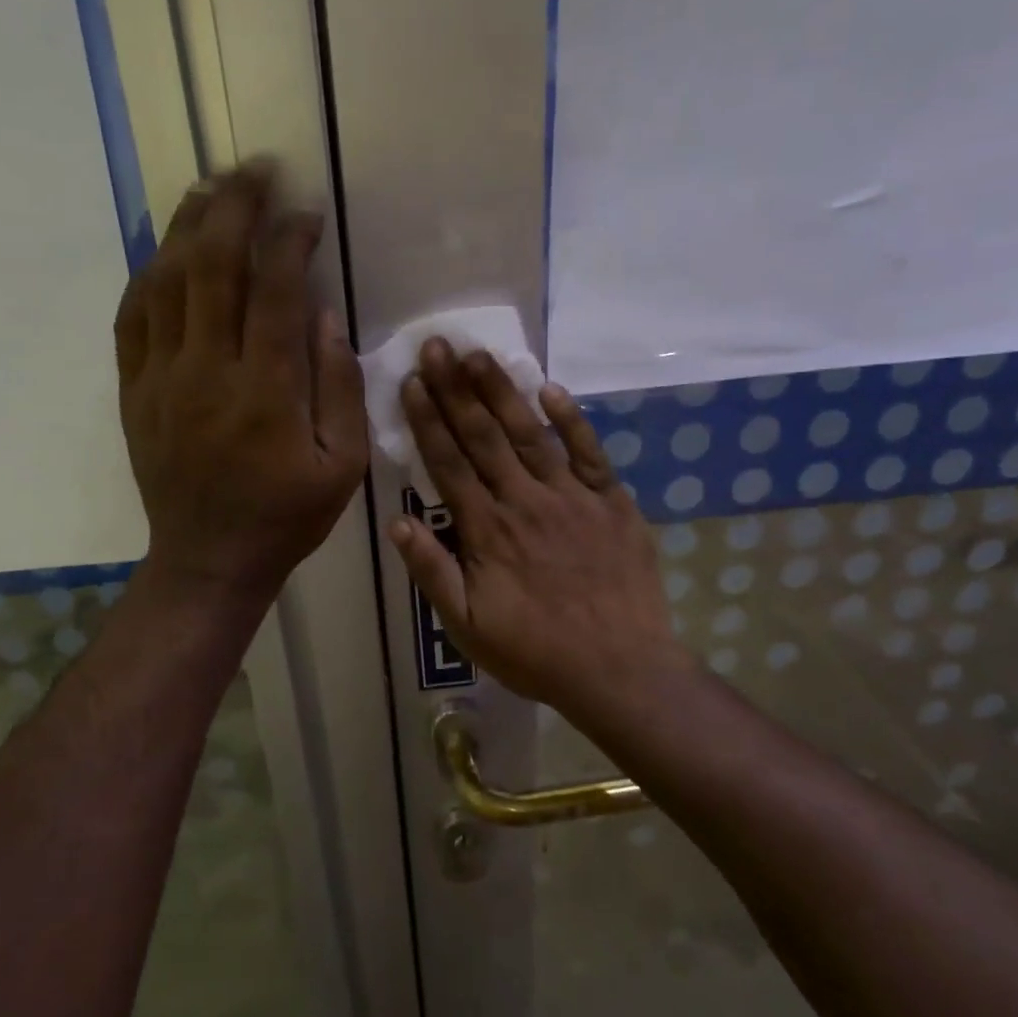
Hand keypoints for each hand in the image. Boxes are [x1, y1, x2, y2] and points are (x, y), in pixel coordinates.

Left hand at [114, 165, 367, 601]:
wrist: (208, 560)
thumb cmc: (286, 517)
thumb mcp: (343, 466)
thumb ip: (341, 389)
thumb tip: (325, 316)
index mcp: (268, 394)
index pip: (277, 291)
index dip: (291, 239)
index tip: (307, 212)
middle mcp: (209, 374)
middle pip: (214, 267)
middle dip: (235, 206)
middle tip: (255, 169)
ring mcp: (162, 380)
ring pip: (167, 281)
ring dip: (188, 225)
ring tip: (210, 187)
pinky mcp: (134, 392)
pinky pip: (133, 318)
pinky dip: (149, 274)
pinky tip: (166, 250)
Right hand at [388, 340, 689, 726]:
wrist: (620, 670)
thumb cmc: (536, 652)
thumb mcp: (468, 626)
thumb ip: (432, 572)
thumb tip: (397, 522)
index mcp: (487, 531)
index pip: (448, 464)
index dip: (427, 421)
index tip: (410, 383)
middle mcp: (525, 502)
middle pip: (484, 437)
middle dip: (455, 390)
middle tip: (436, 346)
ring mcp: (572, 498)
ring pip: (530, 434)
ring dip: (502, 392)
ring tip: (478, 355)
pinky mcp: (612, 503)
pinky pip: (589, 453)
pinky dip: (571, 420)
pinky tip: (550, 389)